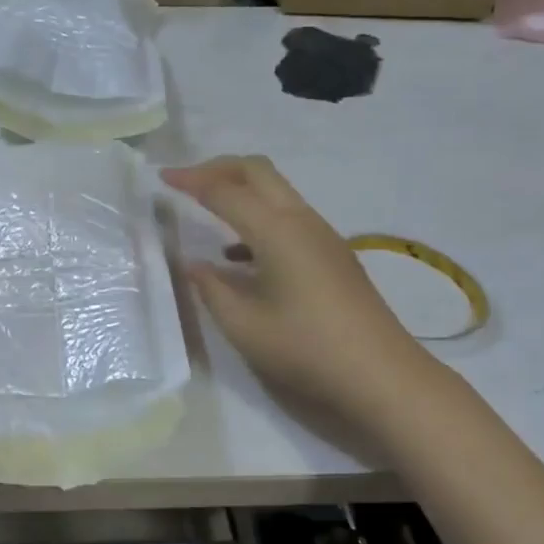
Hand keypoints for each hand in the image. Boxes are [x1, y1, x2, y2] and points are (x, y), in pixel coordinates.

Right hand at [161, 155, 448, 429]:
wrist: (382, 375)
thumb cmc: (306, 348)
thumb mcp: (243, 325)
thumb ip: (211, 288)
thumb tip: (193, 264)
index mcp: (276, 231)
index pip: (225, 191)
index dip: (191, 181)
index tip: (161, 178)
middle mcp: (301, 221)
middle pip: (257, 172)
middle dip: (218, 168)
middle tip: (185, 182)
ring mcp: (322, 236)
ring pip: (276, 191)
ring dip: (240, 190)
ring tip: (206, 210)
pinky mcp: (331, 254)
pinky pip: (288, 217)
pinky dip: (258, 217)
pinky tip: (238, 254)